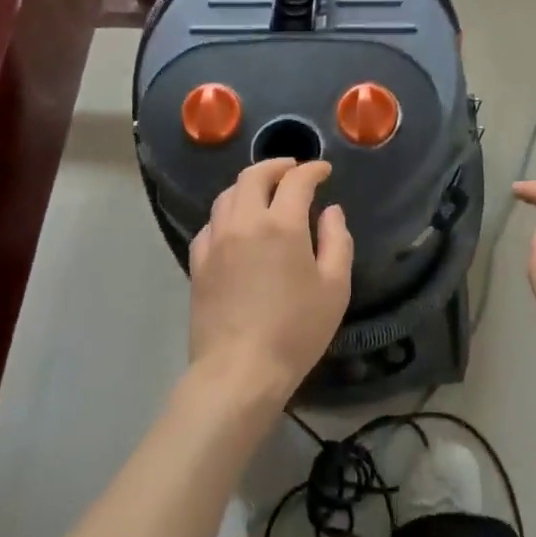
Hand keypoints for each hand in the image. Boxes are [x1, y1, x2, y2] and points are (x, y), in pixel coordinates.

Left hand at [188, 158, 353, 403]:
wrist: (239, 370)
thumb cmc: (296, 330)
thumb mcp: (335, 287)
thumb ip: (337, 241)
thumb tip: (331, 211)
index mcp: (282, 224)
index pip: (296, 180)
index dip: (312, 170)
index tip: (323, 170)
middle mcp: (244, 222)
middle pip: (253, 176)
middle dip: (276, 166)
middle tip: (292, 170)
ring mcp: (216, 241)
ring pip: (227, 196)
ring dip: (249, 186)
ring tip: (264, 193)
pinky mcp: (198, 263)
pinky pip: (211, 224)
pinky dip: (227, 214)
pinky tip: (236, 226)